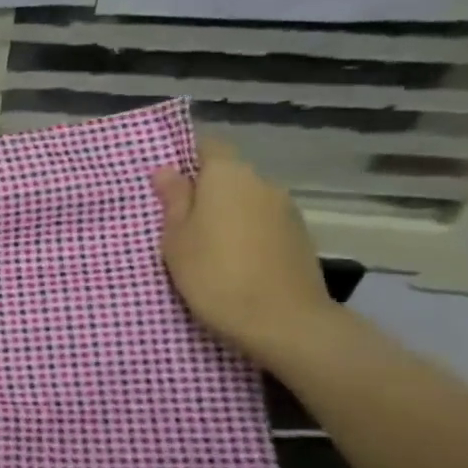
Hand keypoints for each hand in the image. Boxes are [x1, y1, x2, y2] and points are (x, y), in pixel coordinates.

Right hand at [150, 139, 338, 364]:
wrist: (284, 322)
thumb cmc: (215, 275)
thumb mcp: (176, 239)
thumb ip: (173, 200)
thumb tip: (167, 170)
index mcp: (228, 176)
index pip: (208, 145)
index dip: (187, 156)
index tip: (168, 181)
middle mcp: (262, 183)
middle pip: (228, 175)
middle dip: (205, 191)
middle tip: (178, 221)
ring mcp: (286, 210)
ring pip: (247, 200)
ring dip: (227, 214)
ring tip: (206, 246)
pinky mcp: (300, 237)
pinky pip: (263, 223)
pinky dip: (247, 233)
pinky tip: (234, 261)